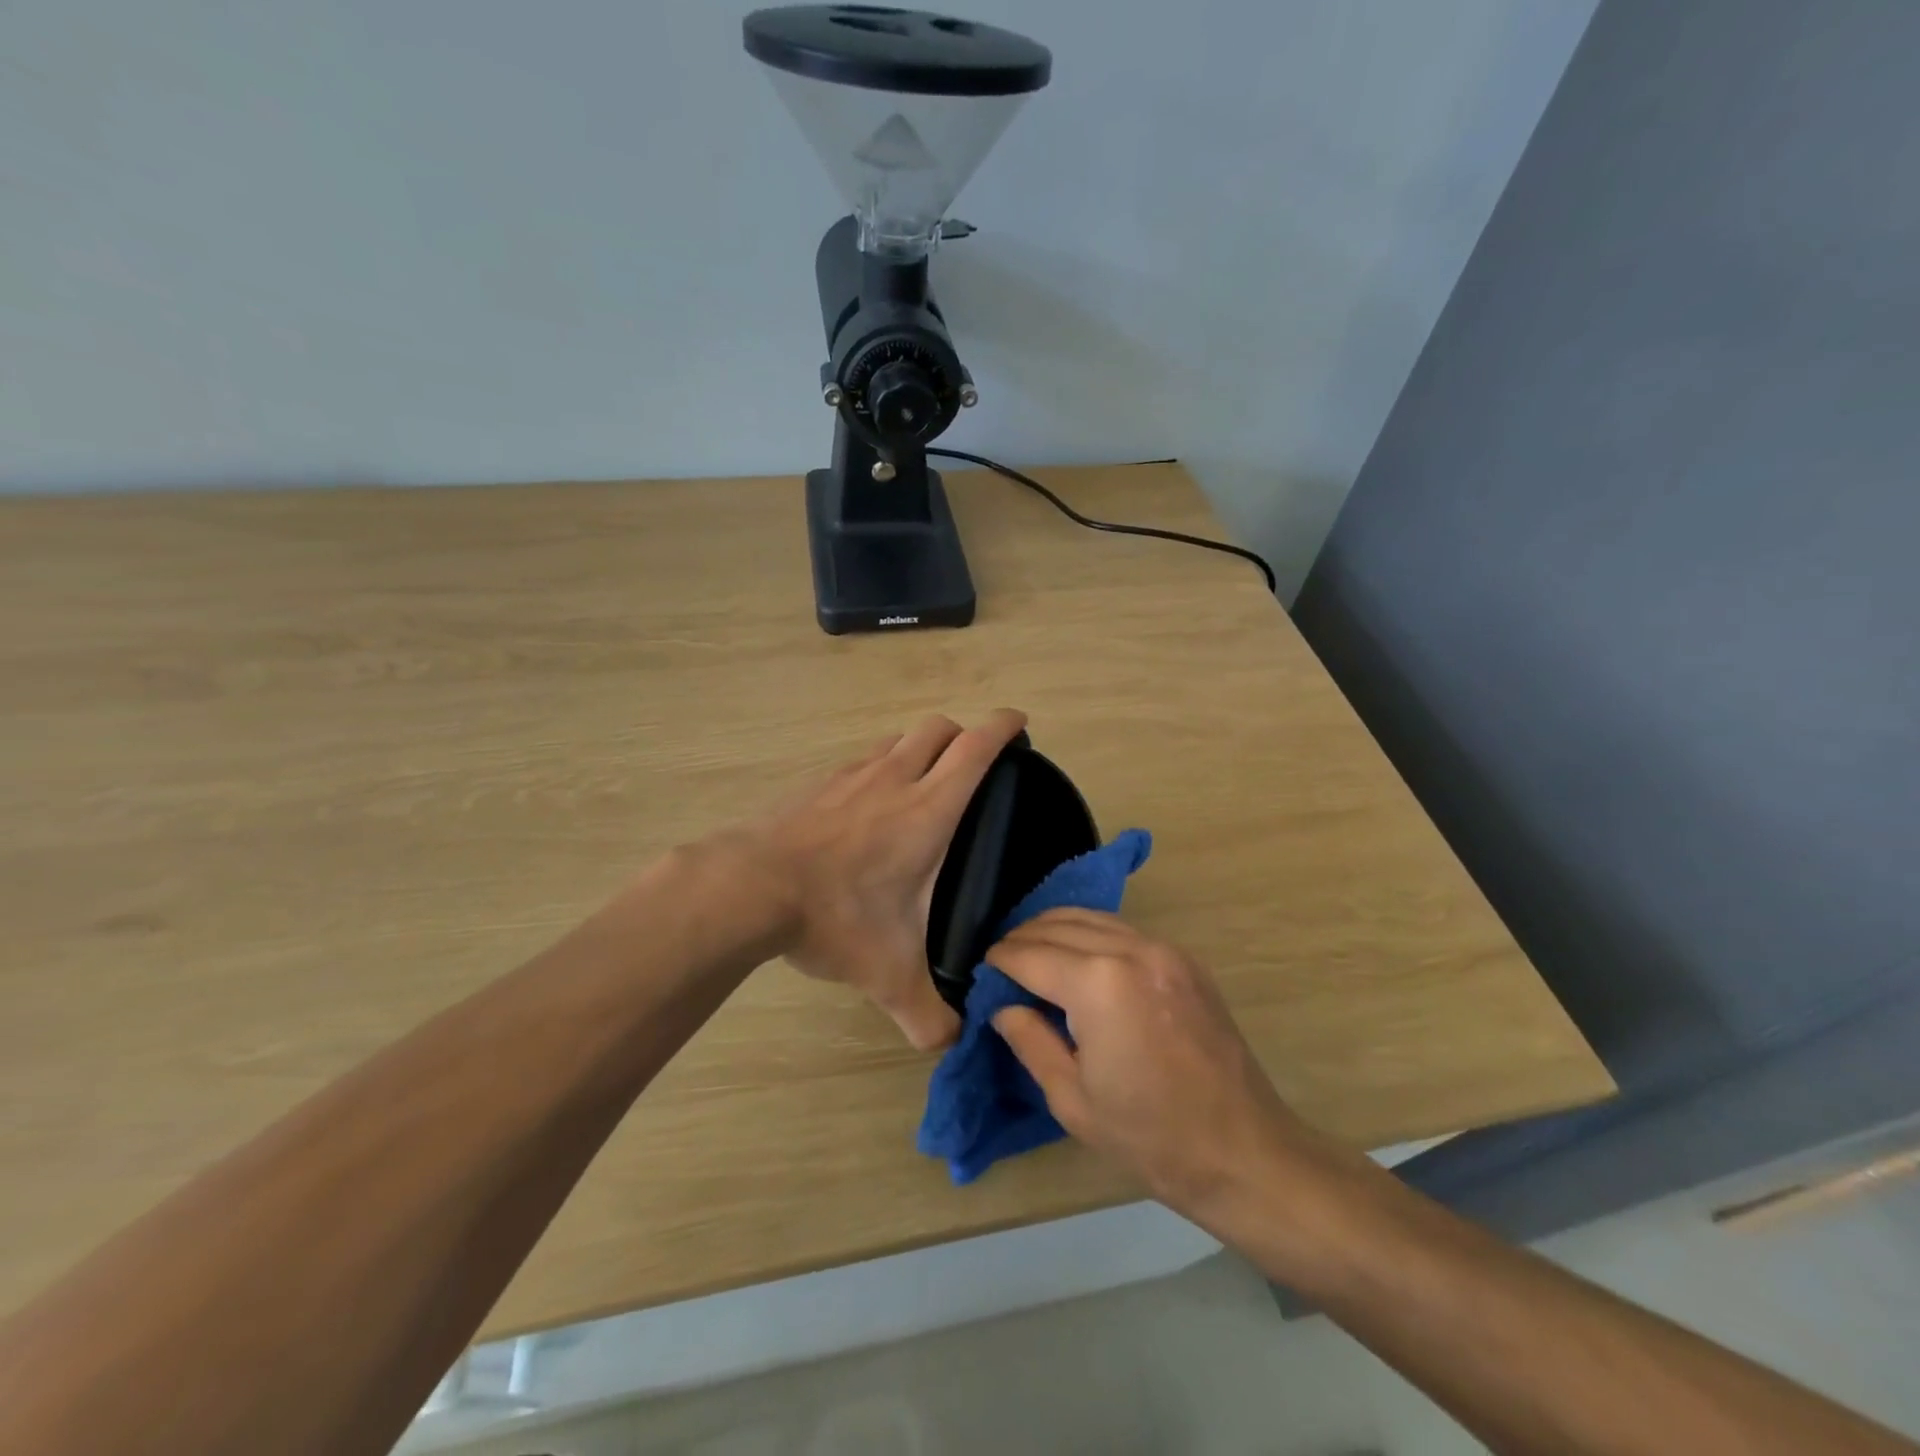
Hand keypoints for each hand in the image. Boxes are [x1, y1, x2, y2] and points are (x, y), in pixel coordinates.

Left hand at [739, 709, 1027, 1050]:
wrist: (748, 888)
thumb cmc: (835, 916)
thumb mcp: (888, 976)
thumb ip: (928, 1016)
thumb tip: (952, 1046)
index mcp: (928, 810)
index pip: (976, 749)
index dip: (1003, 727)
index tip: (1019, 722)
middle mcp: (894, 779)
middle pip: (938, 728)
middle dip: (962, 734)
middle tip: (972, 763)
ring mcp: (851, 775)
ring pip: (897, 739)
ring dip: (918, 748)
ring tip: (921, 782)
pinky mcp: (816, 783)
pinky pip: (859, 760)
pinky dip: (876, 768)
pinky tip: (865, 805)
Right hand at [988, 910, 1337, 1220]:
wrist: (1244, 1152)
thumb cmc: (1151, 1137)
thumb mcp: (1072, 1099)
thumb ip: (1030, 1040)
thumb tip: (1003, 1007)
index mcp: (1099, 984)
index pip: (1030, 955)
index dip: (1000, 961)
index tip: (982, 972)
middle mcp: (1131, 950)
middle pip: (1058, 925)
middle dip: (1023, 939)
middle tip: (1003, 965)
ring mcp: (1163, 949)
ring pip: (1091, 918)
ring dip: (1055, 930)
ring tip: (1034, 956)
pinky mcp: (1184, 958)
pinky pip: (1123, 929)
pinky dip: (1091, 934)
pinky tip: (1079, 959)